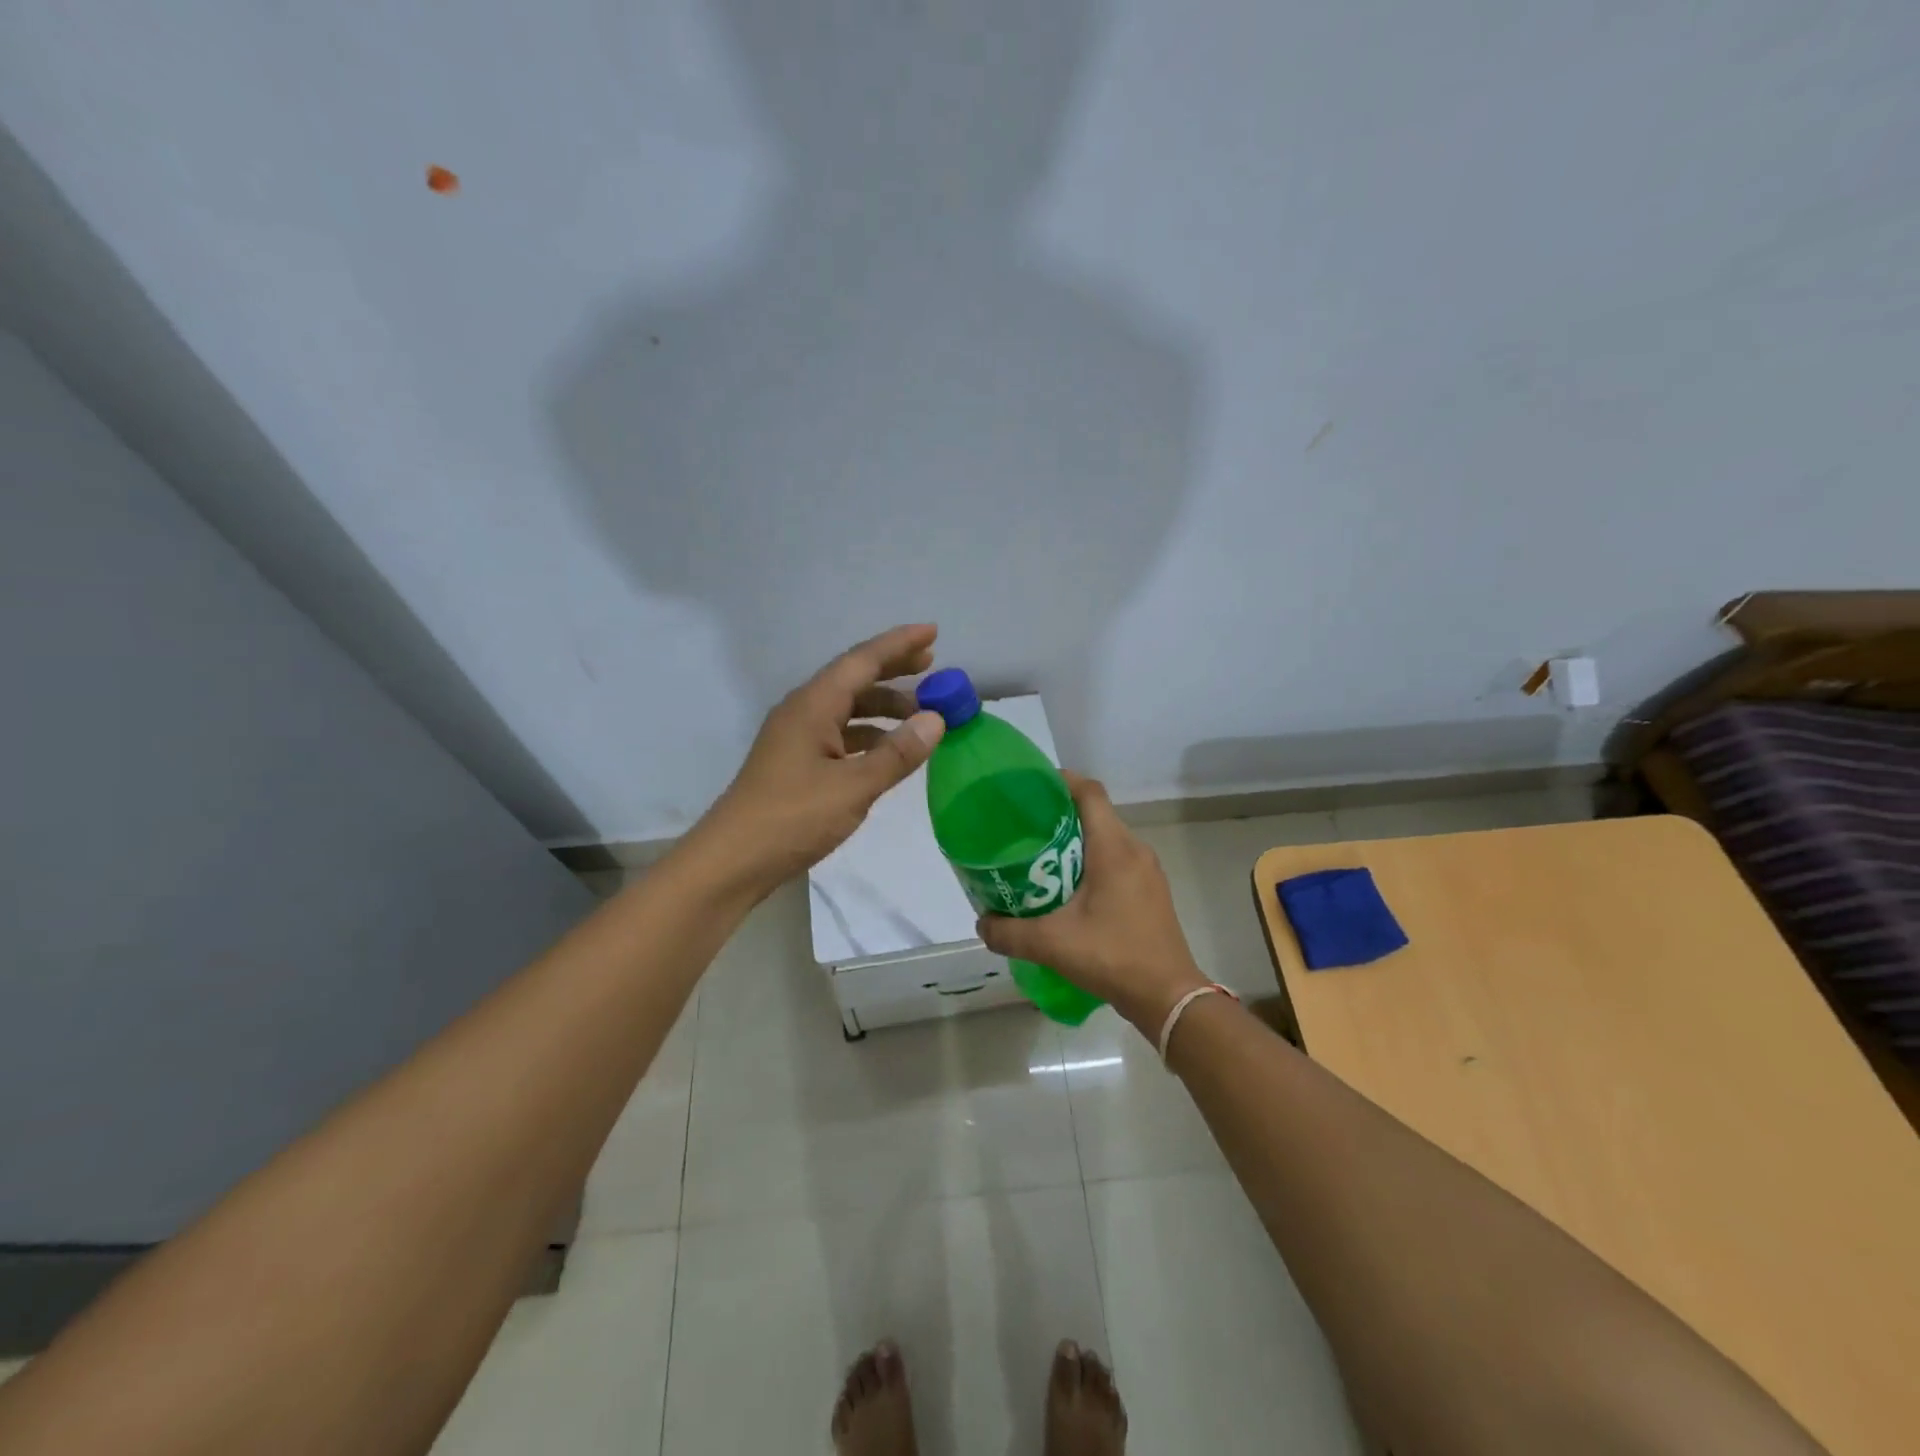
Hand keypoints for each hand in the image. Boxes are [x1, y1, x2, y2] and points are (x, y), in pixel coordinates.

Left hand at [690, 624, 946, 896]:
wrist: (732, 861)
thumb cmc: (792, 819)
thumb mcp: (853, 788)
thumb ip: (896, 754)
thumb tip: (936, 719)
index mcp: (813, 706)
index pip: (862, 661)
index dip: (899, 645)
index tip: (933, 631)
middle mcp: (803, 712)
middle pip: (853, 679)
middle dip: (893, 670)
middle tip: (932, 665)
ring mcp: (797, 738)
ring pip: (848, 709)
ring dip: (884, 707)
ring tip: (921, 714)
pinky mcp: (797, 763)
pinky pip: (841, 735)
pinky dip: (869, 736)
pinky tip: (890, 750)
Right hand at [977, 774, 1208, 1035]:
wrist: (1169, 997)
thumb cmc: (1113, 956)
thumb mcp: (1052, 944)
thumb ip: (1009, 932)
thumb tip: (982, 923)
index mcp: (1113, 848)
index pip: (1089, 792)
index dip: (1060, 781)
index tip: (1029, 788)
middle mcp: (1134, 850)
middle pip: (1095, 813)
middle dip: (1059, 814)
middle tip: (1022, 828)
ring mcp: (1147, 871)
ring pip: (1106, 839)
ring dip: (1075, 841)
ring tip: (1039, 858)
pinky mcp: (1150, 891)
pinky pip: (1117, 861)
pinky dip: (1091, 862)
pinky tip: (1068, 889)